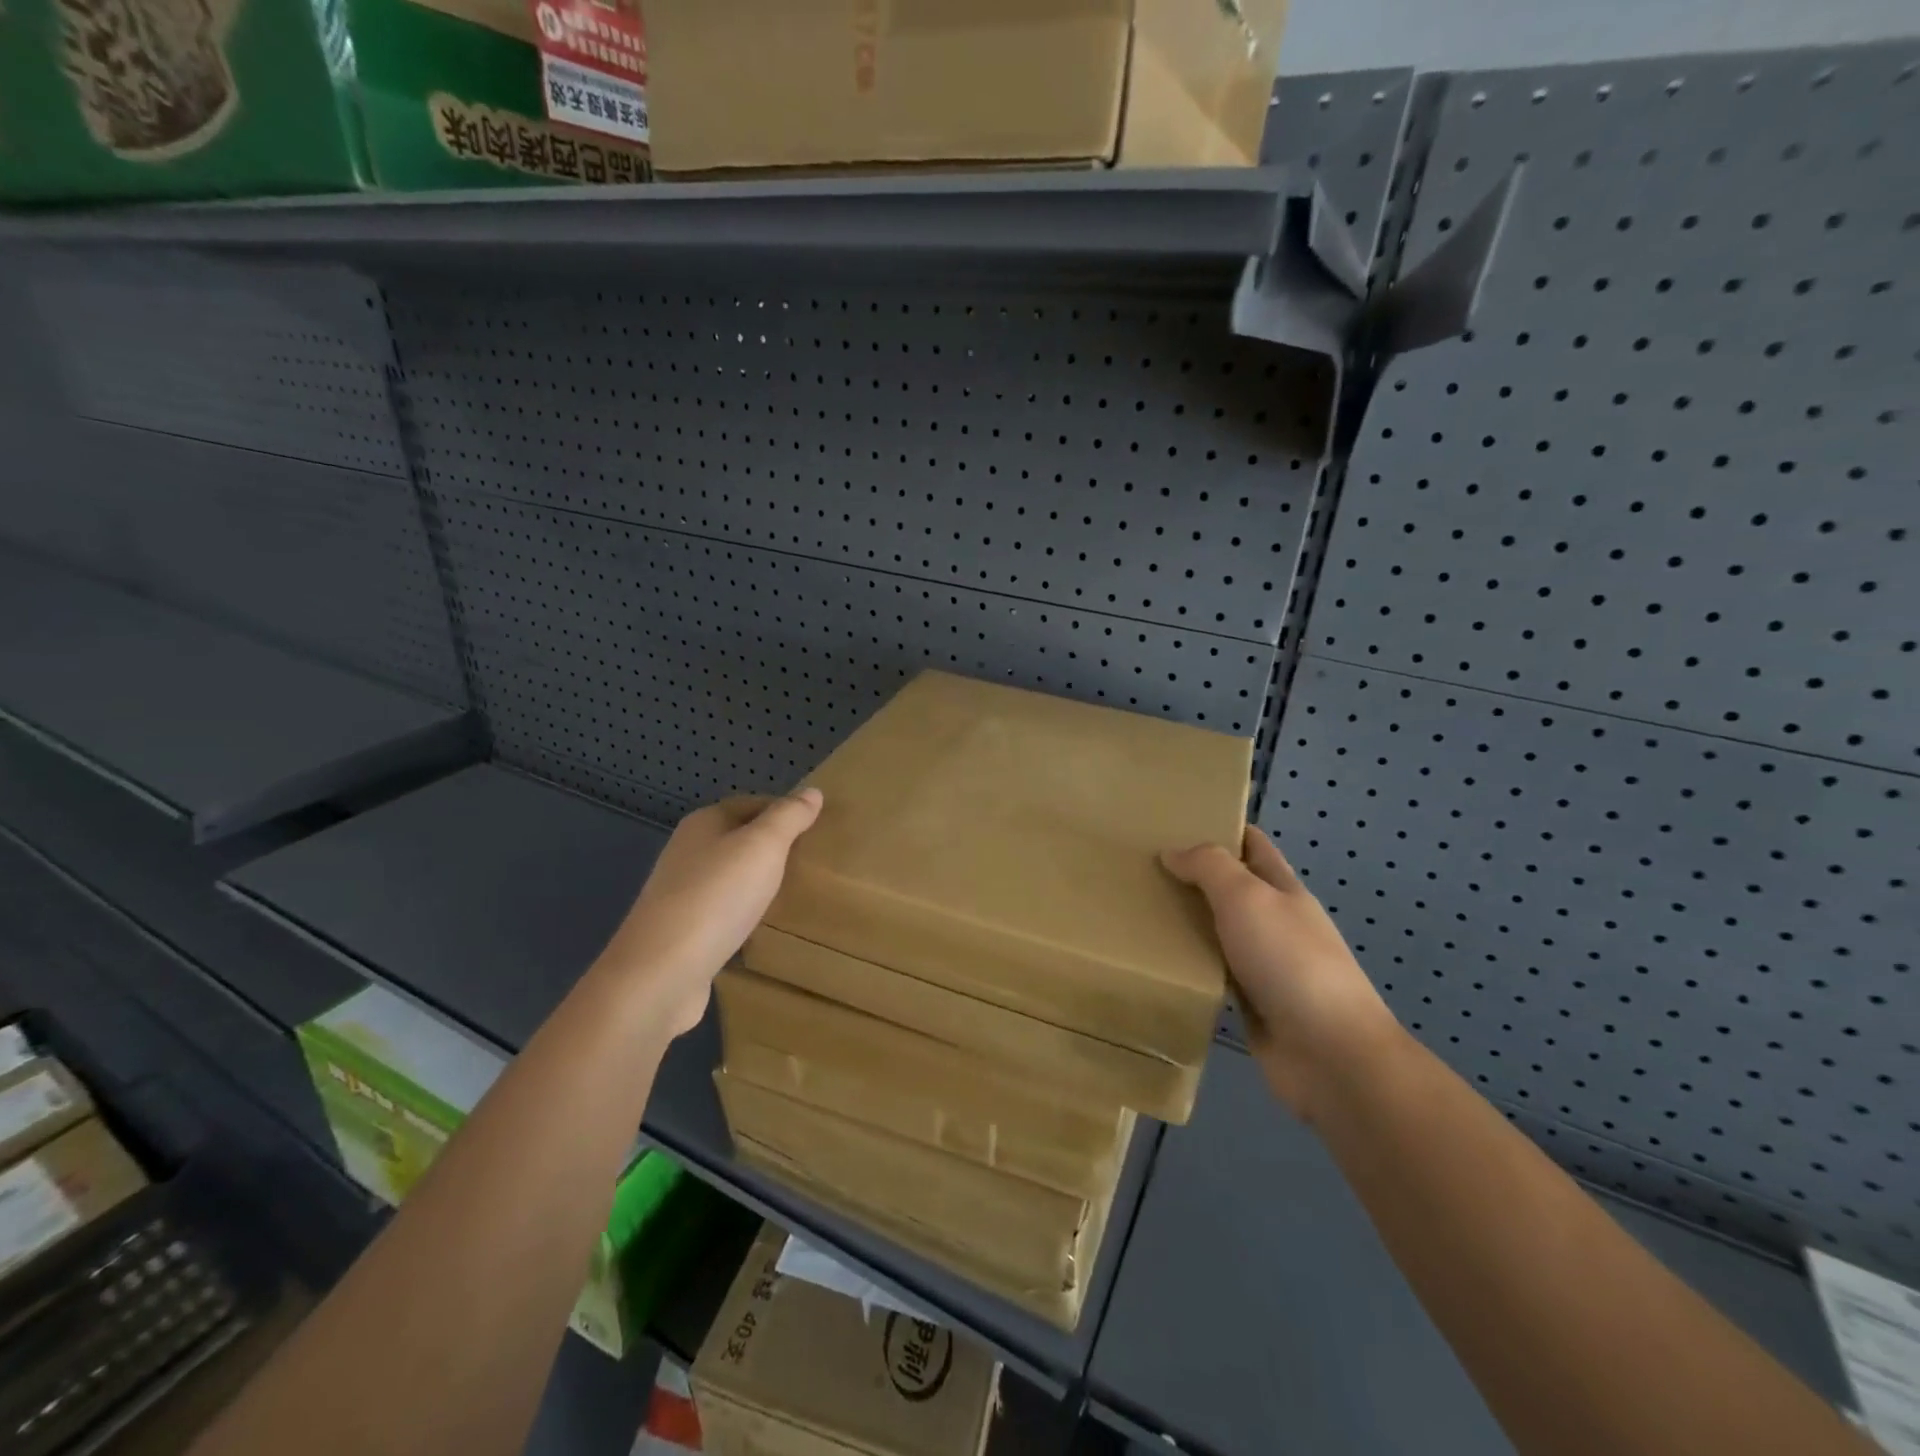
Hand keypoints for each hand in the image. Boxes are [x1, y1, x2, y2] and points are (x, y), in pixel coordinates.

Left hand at [597, 789, 823, 1036]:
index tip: (819, 829)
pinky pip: (722, 911)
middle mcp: (687, 852)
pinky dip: (743, 913)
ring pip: (730, 876)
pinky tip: (762, 926)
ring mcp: (681, 894)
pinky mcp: (682, 932)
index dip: (785, 812)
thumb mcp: (763, 846)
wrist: (661, 973)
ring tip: (794, 892)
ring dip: (758, 881)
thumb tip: (812, 791)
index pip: (752, 804)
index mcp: (704, 824)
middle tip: (812, 861)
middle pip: (739, 839)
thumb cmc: (717, 897)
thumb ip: (789, 817)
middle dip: (773, 847)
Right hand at [1162, 828, 1403, 1119]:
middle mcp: (1274, 923)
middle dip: (1191, 876)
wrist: (1330, 1055)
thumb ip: (1209, 867)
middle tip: (1138, 867)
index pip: (1253, 846)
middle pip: (1230, 889)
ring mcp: (1264, 966)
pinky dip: (1188, 964)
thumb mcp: (1247, 897)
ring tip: (1135, 910)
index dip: (1221, 829)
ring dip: (1185, 922)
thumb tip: (1172, 852)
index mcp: (1283, 890)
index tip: (1174, 821)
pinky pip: (1212, 973)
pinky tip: (1154, 960)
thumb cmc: (1290, 961)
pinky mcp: (1250, 1004)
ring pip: (1217, 932)